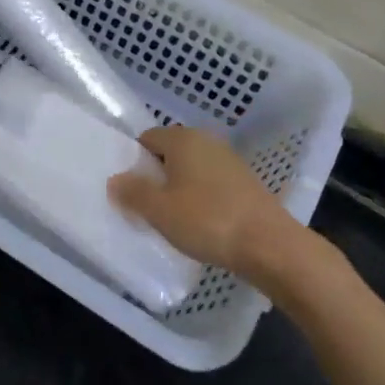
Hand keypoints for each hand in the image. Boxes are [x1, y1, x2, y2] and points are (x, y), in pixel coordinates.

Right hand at [109, 125, 339, 290]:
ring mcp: (230, 161)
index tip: (129, 189)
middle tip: (145, 206)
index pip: (147, 139)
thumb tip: (115, 180)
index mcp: (183, 138)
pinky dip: (200, 199)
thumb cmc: (206, 220)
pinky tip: (199, 223)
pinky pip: (210, 184)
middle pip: (169, 154)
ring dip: (179, 189)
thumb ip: (132, 192)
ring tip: (171, 218)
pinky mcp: (246, 183)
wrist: (269, 245)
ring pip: (191, 170)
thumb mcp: (158, 210)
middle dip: (156, 176)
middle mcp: (207, 141)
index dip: (134, 162)